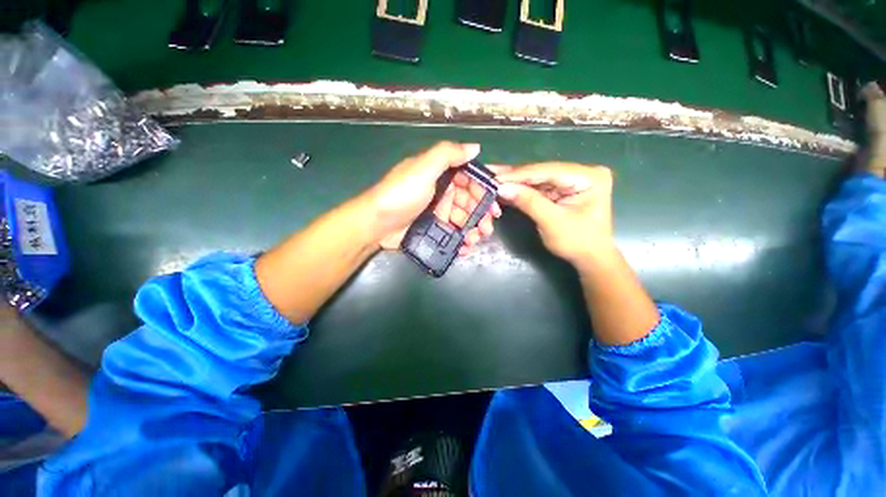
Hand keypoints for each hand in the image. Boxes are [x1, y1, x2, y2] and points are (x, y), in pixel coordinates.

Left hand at [365, 141, 500, 254]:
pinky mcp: (430, 227)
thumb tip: (475, 147)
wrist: (374, 224)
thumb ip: (448, 154)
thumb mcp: (423, 168)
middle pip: (467, 202)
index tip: (494, 208)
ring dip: (472, 230)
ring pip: (461, 219)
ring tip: (475, 241)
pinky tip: (464, 248)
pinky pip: (450, 232)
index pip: (469, 180)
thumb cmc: (400, 194)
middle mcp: (440, 191)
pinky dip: (459, 239)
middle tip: (486, 230)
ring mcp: (435, 211)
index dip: (483, 193)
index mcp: (439, 174)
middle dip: (479, 216)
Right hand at [495, 162, 614, 266]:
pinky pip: (538, 187)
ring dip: (515, 182)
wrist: (589, 258)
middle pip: (541, 173)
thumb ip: (528, 202)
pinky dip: (521, 190)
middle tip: (490, 174)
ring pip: (537, 179)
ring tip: (493, 178)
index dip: (519, 175)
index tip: (495, 177)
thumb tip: (502, 188)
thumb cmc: (577, 242)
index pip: (548, 171)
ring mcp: (572, 180)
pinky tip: (504, 186)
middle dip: (515, 177)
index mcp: (589, 176)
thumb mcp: (552, 221)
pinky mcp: (562, 190)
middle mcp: (582, 172)